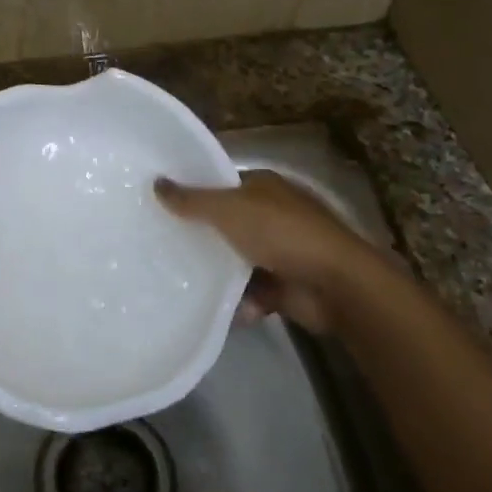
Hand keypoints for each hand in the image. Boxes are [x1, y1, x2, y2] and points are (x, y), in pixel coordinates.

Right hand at [154, 170, 404, 335]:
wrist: (335, 284)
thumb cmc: (281, 233)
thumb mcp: (229, 210)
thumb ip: (192, 200)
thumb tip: (157, 183)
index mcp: (264, 187)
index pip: (222, 185)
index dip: (194, 193)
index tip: (162, 206)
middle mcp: (272, 214)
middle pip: (227, 223)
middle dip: (202, 237)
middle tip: (163, 247)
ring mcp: (281, 251)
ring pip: (237, 261)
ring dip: (218, 275)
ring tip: (181, 283)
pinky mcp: (285, 285)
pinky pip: (252, 292)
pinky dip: (240, 301)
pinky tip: (219, 309)